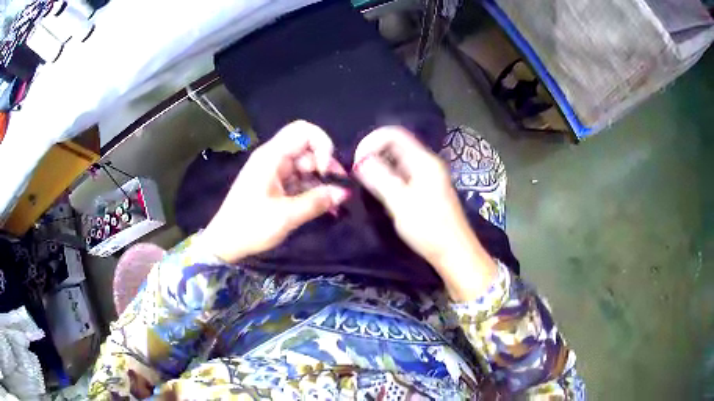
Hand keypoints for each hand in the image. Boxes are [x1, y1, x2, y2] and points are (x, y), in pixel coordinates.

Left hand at [201, 121, 349, 262]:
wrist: (225, 243)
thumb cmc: (251, 226)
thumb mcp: (286, 216)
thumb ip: (317, 201)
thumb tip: (344, 193)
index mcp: (272, 157)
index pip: (304, 131)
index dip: (322, 145)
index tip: (326, 171)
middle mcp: (274, 159)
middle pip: (307, 149)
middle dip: (326, 166)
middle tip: (339, 190)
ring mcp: (274, 172)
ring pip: (306, 166)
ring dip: (322, 182)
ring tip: (335, 204)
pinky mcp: (275, 185)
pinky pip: (300, 180)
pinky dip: (313, 191)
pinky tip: (326, 207)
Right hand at [353, 127, 496, 300]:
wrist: (454, 252)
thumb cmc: (429, 228)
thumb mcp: (400, 203)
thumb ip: (379, 179)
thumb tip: (360, 161)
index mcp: (423, 160)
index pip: (393, 134)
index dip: (371, 141)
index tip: (356, 162)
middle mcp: (426, 162)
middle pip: (395, 144)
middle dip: (373, 153)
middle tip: (357, 173)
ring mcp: (427, 176)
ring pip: (398, 159)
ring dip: (379, 165)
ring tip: (364, 181)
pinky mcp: (425, 189)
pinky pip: (402, 173)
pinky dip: (387, 176)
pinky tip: (379, 190)